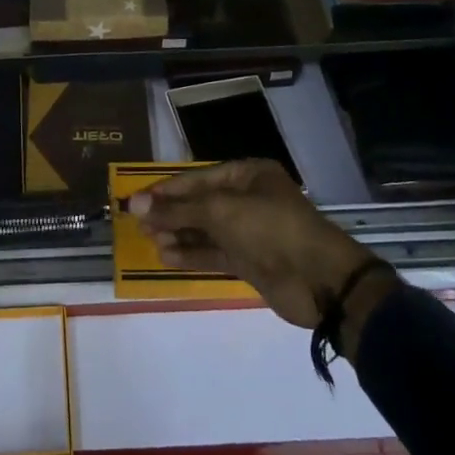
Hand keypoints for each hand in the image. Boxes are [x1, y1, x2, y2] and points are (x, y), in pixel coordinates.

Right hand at [128, 160, 396, 338]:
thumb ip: (177, 209)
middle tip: (138, 224)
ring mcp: (249, 232)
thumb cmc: (269, 228)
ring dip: (178, 235)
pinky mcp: (250, 261)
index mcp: (247, 175)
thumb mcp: (220, 211)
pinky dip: (191, 255)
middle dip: (171, 214)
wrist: (319, 280)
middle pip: (200, 204)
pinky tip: (166, 257)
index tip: (136, 200)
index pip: (197, 178)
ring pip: (205, 230)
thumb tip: (134, 204)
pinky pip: (214, 253)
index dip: (166, 190)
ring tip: (150, 241)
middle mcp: (247, 199)